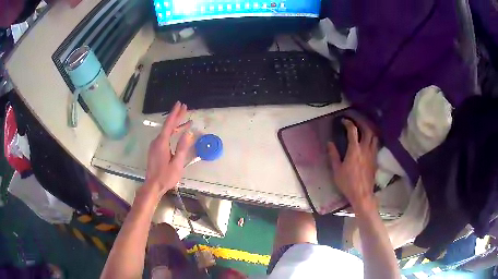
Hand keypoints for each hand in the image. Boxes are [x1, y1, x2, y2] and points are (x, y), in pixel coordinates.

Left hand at [143, 101, 194, 198]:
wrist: (153, 186)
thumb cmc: (166, 176)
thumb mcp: (177, 163)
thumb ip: (182, 148)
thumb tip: (188, 133)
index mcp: (162, 143)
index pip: (169, 124)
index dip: (175, 113)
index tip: (180, 104)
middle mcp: (157, 141)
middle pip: (167, 126)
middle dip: (176, 116)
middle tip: (184, 107)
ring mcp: (155, 146)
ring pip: (166, 132)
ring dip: (176, 126)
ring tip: (186, 122)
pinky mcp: (155, 150)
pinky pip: (164, 137)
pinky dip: (172, 133)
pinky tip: (177, 134)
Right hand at [328, 118, 378, 210]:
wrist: (362, 194)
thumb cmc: (347, 183)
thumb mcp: (337, 170)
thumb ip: (333, 155)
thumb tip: (330, 143)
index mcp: (354, 150)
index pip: (353, 131)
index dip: (348, 123)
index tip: (344, 120)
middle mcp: (365, 149)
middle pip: (367, 129)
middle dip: (362, 122)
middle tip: (356, 120)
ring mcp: (372, 154)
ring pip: (374, 136)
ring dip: (369, 129)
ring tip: (364, 128)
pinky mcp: (375, 159)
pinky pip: (376, 144)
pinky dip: (372, 138)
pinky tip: (369, 141)